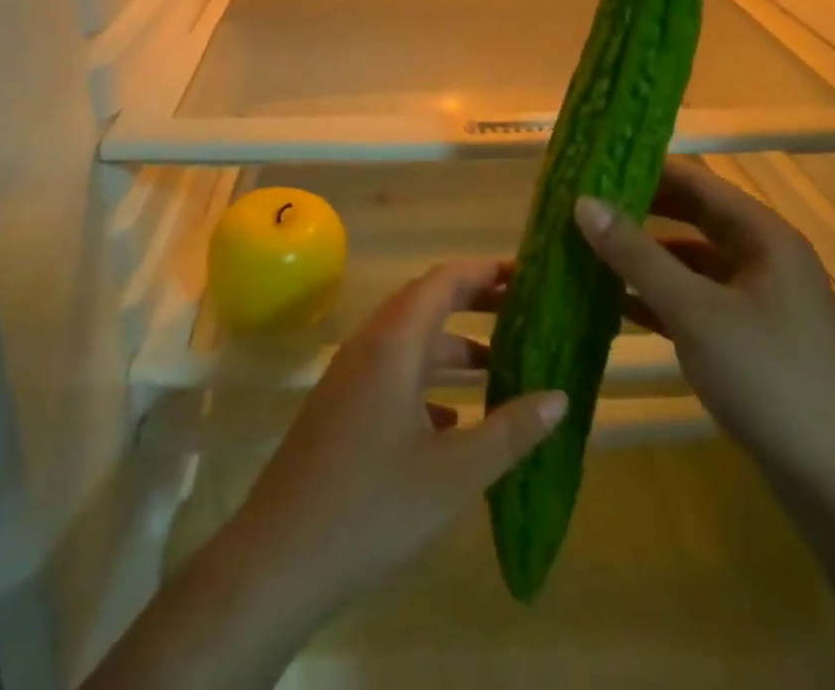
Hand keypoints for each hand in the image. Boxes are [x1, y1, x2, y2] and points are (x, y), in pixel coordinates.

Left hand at [233, 260, 567, 618]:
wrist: (275, 562)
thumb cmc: (369, 511)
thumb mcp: (453, 475)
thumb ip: (510, 431)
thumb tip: (560, 396)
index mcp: (394, 344)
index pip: (444, 281)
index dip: (485, 271)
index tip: (526, 274)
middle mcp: (370, 345)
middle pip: (427, 301)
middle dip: (474, 301)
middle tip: (523, 309)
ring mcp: (351, 376)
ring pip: (411, 340)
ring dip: (454, 344)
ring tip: (502, 364)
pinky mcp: (342, 406)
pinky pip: (394, 372)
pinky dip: (429, 378)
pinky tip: (456, 418)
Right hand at [574, 159, 834, 503]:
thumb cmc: (768, 380)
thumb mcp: (694, 312)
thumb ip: (637, 254)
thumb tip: (583, 202)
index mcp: (764, 235)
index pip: (697, 180)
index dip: (646, 168)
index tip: (594, 165)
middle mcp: (766, 257)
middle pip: (695, 217)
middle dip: (641, 211)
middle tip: (584, 205)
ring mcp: (761, 300)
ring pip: (694, 261)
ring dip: (647, 256)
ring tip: (591, 249)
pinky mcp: (752, 338)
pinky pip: (699, 300)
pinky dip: (662, 297)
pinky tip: (617, 304)